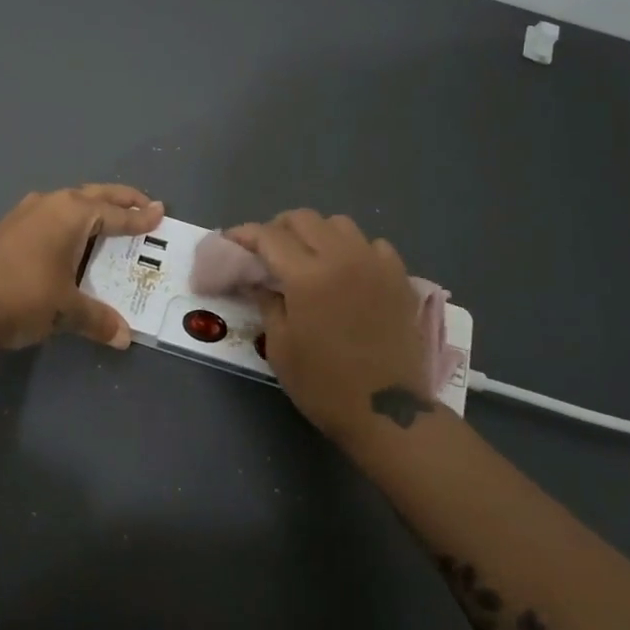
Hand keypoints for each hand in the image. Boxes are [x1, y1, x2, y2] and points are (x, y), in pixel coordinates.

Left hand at [0, 185, 164, 350]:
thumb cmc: (23, 295)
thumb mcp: (66, 309)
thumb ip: (97, 319)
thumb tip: (123, 337)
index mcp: (72, 213)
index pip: (116, 214)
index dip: (140, 217)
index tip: (160, 211)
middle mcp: (51, 203)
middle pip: (95, 195)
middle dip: (122, 199)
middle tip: (144, 204)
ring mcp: (25, 212)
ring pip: (70, 201)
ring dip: (93, 206)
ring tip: (109, 218)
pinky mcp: (8, 227)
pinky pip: (51, 214)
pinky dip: (70, 220)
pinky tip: (68, 236)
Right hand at [227, 210, 428, 443]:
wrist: (386, 411)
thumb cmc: (324, 384)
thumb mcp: (281, 346)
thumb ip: (267, 302)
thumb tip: (258, 280)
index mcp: (307, 275)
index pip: (269, 236)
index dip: (245, 234)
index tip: (231, 240)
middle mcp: (342, 257)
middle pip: (304, 218)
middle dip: (279, 228)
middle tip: (268, 251)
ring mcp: (375, 264)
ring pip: (339, 224)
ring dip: (317, 233)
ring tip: (309, 257)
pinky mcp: (398, 277)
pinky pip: (372, 245)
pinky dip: (354, 249)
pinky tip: (348, 271)